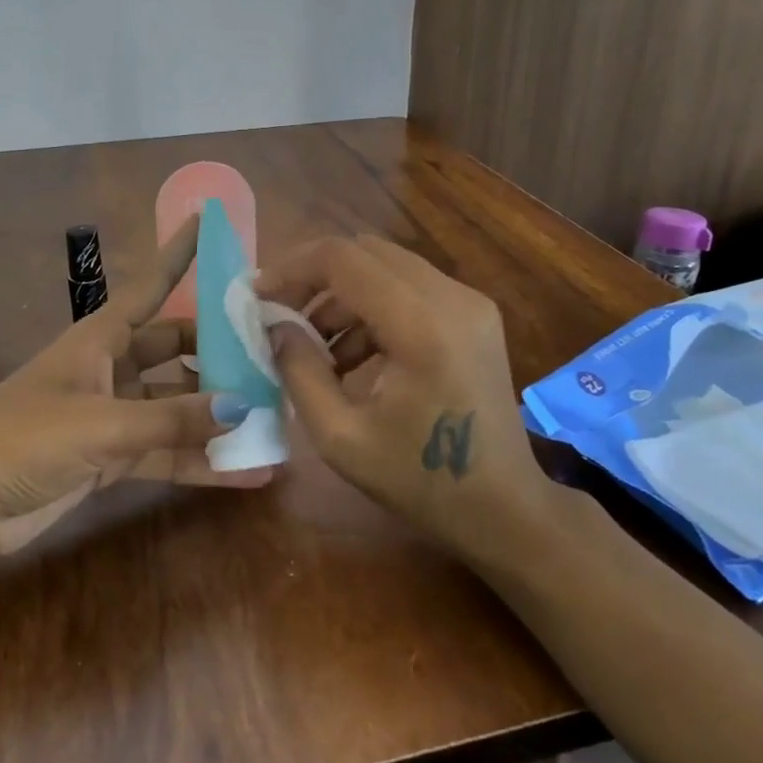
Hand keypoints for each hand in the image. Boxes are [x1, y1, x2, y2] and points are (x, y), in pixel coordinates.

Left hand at [0, 214, 271, 567]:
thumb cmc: (21, 440)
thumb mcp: (100, 424)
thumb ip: (172, 419)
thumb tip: (244, 406)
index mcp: (100, 339)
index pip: (151, 285)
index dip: (179, 253)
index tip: (209, 220)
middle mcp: (112, 368)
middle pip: (177, 349)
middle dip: (221, 353)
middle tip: (274, 356)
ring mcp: (114, 414)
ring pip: (178, 406)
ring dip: (218, 415)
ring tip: (275, 419)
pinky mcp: (113, 457)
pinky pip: (168, 451)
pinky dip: (201, 461)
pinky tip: (247, 472)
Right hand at [255, 235, 541, 559]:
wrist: (505, 509)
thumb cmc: (421, 482)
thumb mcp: (341, 437)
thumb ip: (299, 371)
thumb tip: (276, 326)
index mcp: (422, 326)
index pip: (344, 259)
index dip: (292, 269)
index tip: (257, 297)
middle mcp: (452, 298)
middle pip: (366, 252)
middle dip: (314, 277)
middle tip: (280, 315)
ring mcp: (470, 303)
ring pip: (387, 267)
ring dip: (342, 296)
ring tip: (314, 349)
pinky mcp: (475, 315)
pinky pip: (410, 288)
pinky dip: (372, 308)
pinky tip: (353, 357)